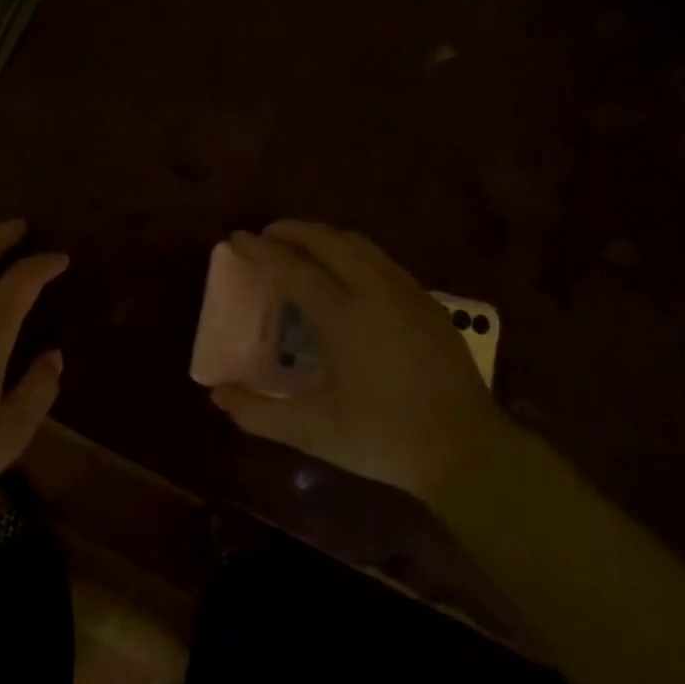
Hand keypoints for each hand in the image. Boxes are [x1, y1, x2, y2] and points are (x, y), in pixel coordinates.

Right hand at [211, 222, 506, 507]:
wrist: (467, 451)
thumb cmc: (383, 438)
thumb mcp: (312, 431)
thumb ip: (258, 413)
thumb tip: (217, 396)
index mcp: (342, 315)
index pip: (291, 267)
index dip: (260, 250)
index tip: (236, 238)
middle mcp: (374, 290)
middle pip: (327, 240)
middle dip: (292, 231)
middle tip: (267, 238)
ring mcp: (407, 292)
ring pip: (359, 245)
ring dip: (324, 239)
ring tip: (301, 250)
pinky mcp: (428, 303)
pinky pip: (382, 261)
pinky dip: (352, 254)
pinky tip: (346, 276)